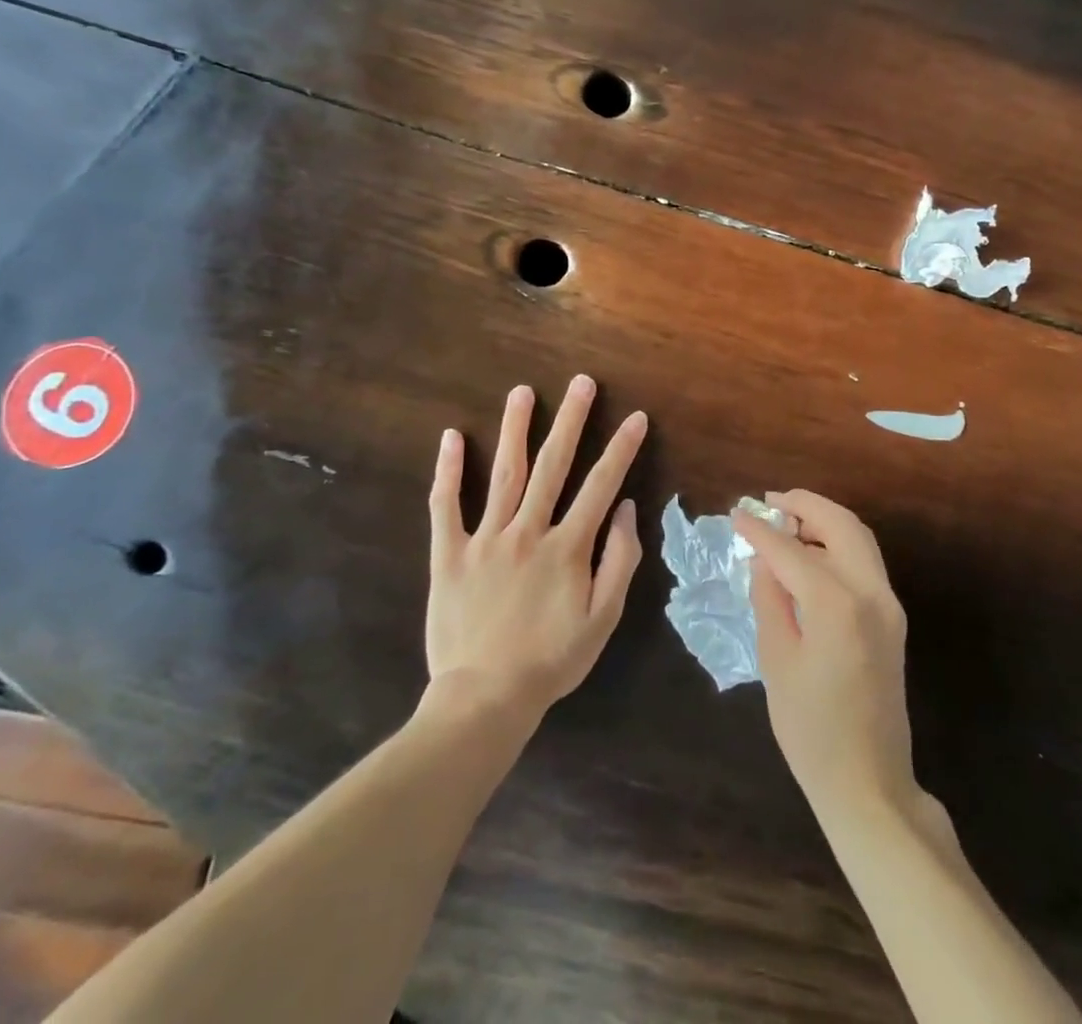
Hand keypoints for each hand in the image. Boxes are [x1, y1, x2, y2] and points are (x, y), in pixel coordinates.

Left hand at [427, 376, 647, 721]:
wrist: (485, 698)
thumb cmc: (551, 660)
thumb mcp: (603, 619)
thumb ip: (619, 561)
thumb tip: (625, 509)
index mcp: (567, 547)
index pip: (600, 485)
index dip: (621, 449)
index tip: (635, 417)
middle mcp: (527, 530)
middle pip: (552, 465)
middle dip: (570, 420)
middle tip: (581, 382)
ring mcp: (485, 539)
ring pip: (503, 473)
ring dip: (515, 429)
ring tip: (522, 392)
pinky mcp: (449, 553)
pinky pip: (445, 505)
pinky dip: (447, 470)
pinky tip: (450, 437)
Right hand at [734, 491, 917, 824]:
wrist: (869, 783)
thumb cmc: (811, 730)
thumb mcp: (777, 660)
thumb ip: (770, 599)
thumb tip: (763, 560)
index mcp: (836, 604)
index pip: (790, 550)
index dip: (759, 530)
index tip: (736, 513)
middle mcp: (870, 592)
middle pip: (841, 524)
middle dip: (804, 505)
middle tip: (769, 501)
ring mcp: (888, 604)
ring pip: (859, 537)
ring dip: (824, 520)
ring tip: (785, 520)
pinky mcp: (892, 618)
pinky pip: (865, 561)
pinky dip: (838, 543)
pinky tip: (809, 553)